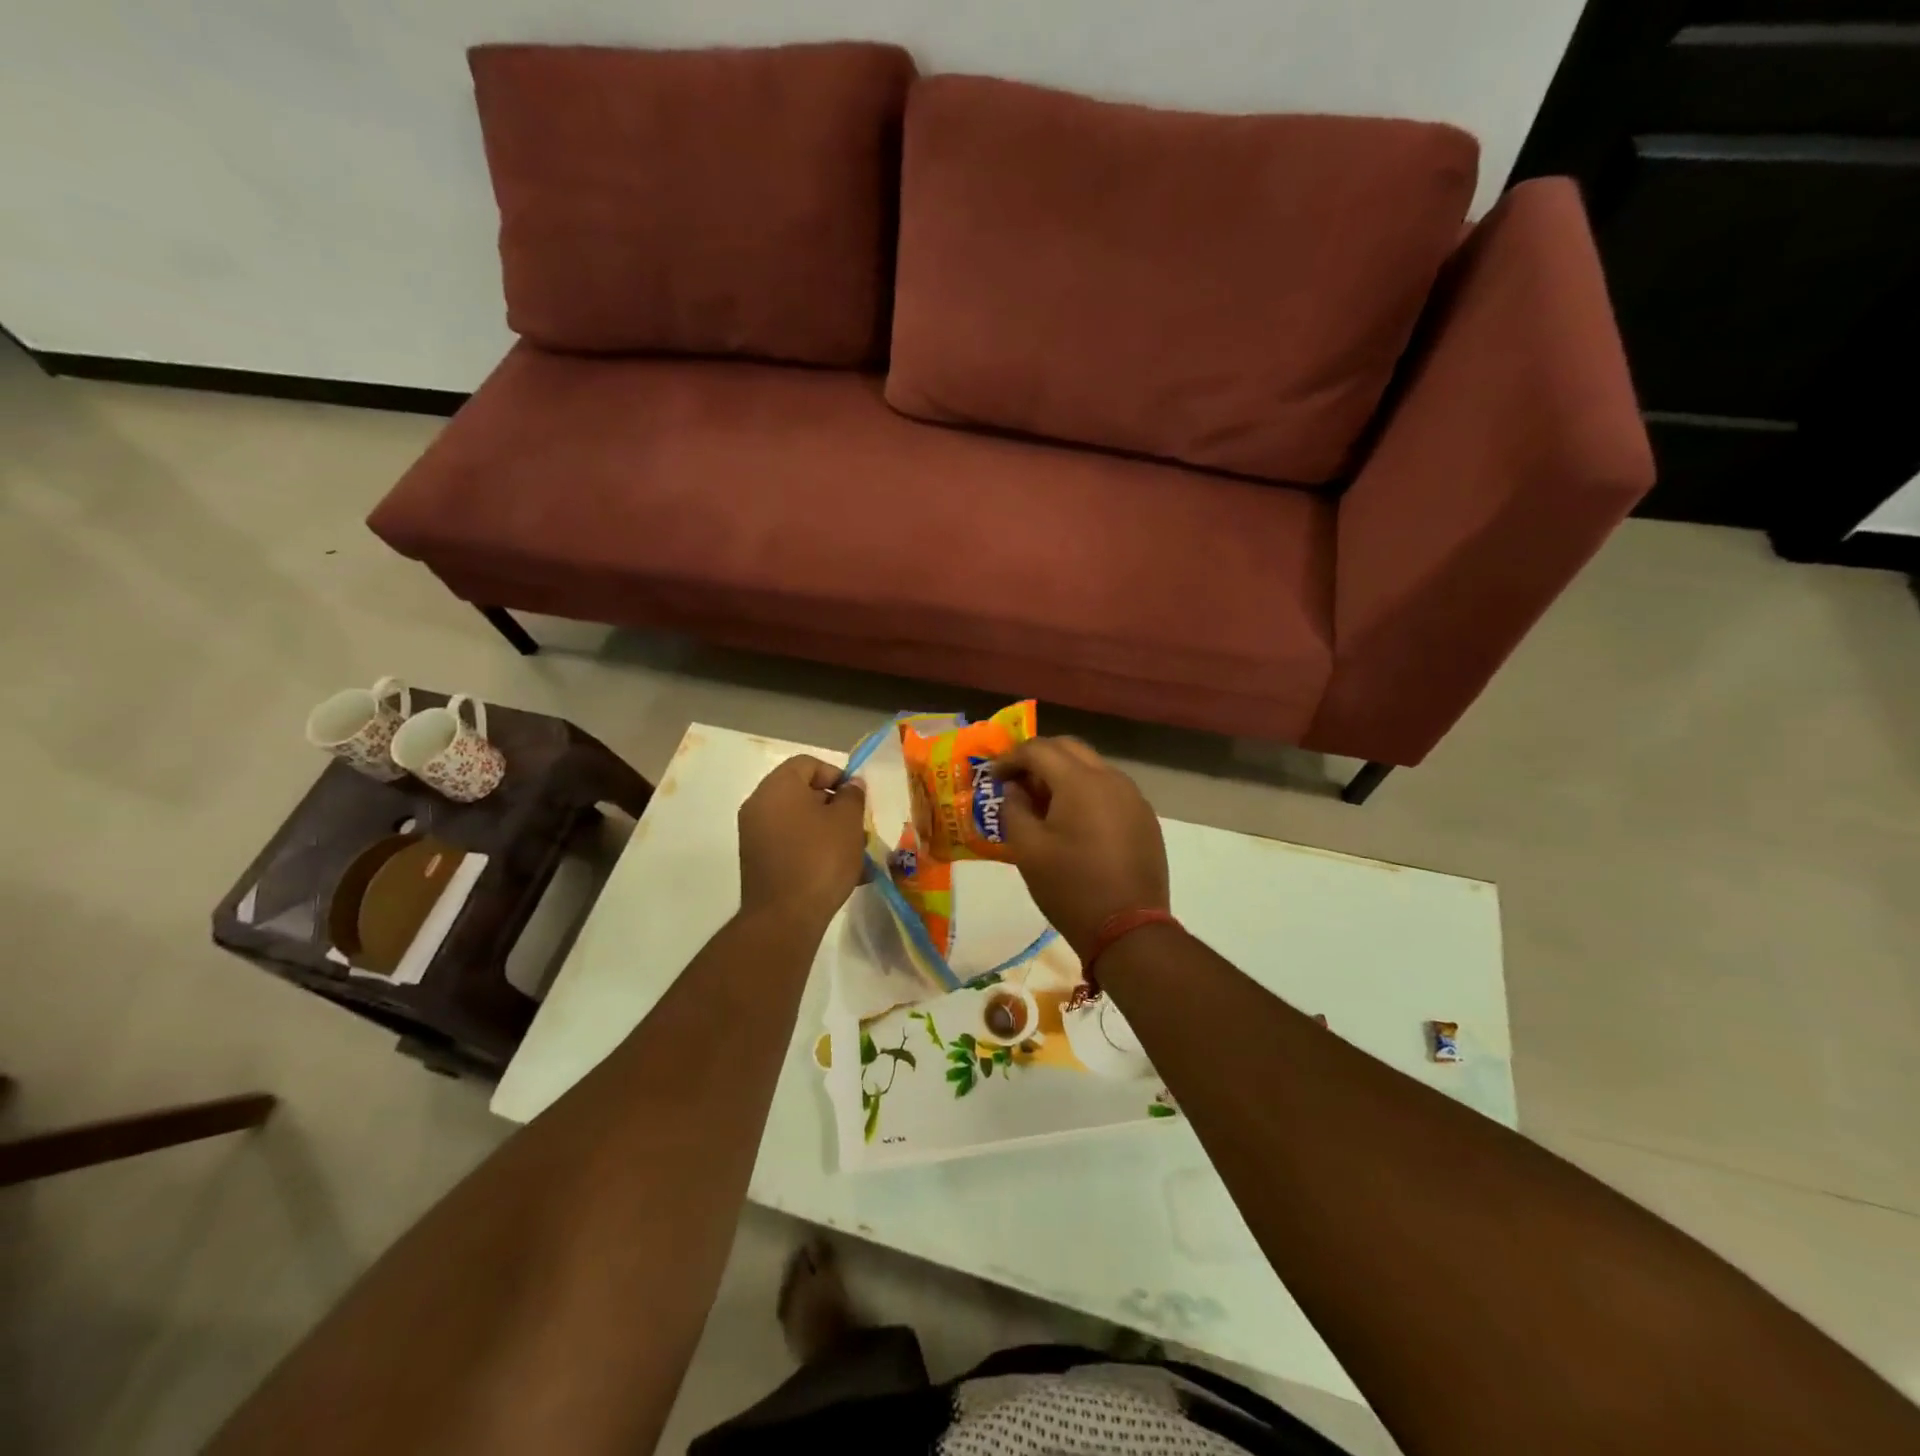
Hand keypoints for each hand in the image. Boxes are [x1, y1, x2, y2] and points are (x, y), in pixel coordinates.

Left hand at [737, 756, 867, 930]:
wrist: (784, 917)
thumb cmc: (820, 859)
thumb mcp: (848, 822)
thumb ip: (852, 796)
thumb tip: (850, 785)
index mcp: (777, 786)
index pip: (808, 764)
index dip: (836, 775)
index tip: (856, 799)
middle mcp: (759, 805)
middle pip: (802, 792)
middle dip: (834, 807)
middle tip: (857, 828)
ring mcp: (754, 835)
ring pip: (798, 821)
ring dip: (826, 831)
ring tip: (853, 855)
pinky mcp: (757, 861)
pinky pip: (790, 844)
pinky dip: (812, 849)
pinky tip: (837, 873)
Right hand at [992, 737, 1168, 956]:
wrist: (1129, 929)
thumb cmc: (1070, 888)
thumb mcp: (1027, 850)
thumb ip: (1014, 809)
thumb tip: (1015, 789)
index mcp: (1080, 781)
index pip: (1039, 749)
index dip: (1011, 758)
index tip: (993, 776)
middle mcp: (1112, 779)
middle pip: (1069, 748)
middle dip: (1039, 758)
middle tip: (1016, 781)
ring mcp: (1134, 798)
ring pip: (1093, 767)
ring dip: (1064, 774)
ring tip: (1043, 802)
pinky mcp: (1145, 818)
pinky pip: (1110, 790)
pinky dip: (1086, 792)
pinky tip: (1074, 821)